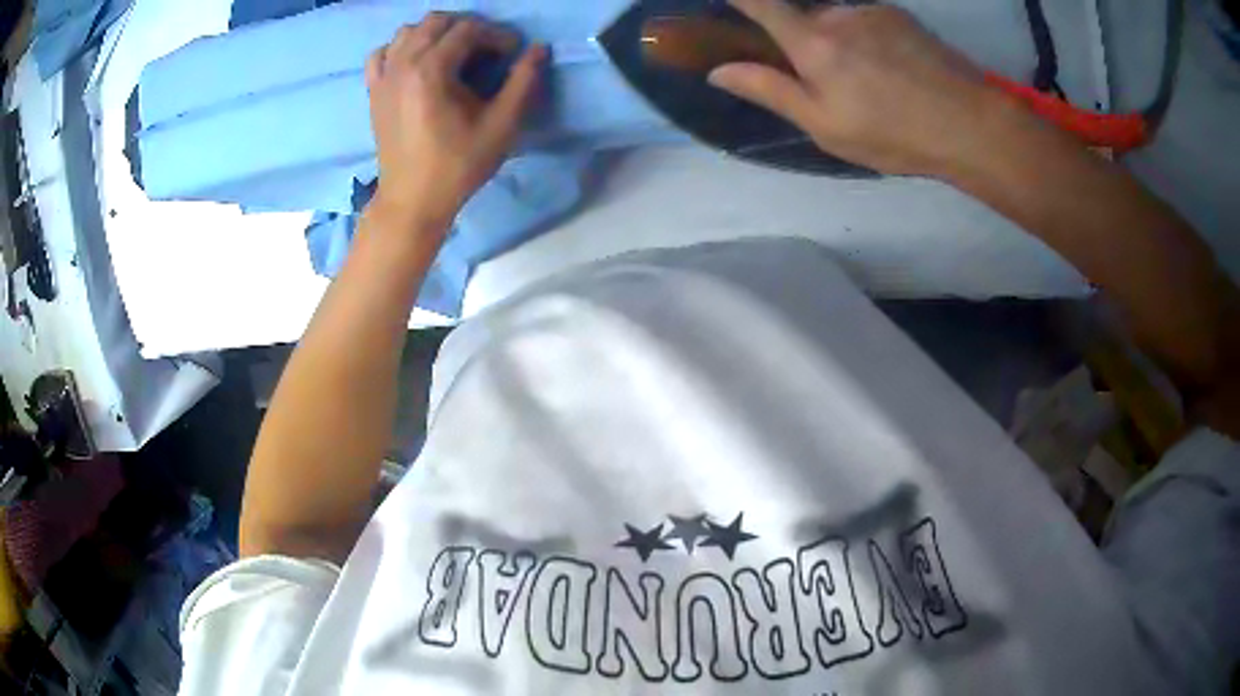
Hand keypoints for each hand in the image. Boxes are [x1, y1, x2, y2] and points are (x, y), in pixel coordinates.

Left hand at [365, 15, 545, 233]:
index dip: (497, 36)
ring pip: (408, 31)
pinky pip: (382, 53)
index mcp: (431, 69)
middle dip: (468, 28)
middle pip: (437, 22)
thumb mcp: (501, 124)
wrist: (412, 200)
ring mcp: (383, 76)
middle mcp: (403, 63)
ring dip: (436, 33)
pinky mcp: (374, 91)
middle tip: (488, 51)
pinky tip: (416, 62)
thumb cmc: (458, 165)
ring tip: (455, 54)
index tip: (513, 54)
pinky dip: (401, 48)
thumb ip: (523, 81)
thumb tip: (539, 48)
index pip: (468, 29)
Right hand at [709, 0, 999, 175]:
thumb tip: (718, 71)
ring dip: (842, 42)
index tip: (730, 1)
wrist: (971, 124)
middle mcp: (837, 14)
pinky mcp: (901, 15)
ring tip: (875, 84)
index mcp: (812, 43)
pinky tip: (896, 71)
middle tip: (833, 84)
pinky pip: (868, 20)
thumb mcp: (826, 127)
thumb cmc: (894, 134)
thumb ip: (771, 91)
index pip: (759, 3)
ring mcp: (872, 11)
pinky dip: (869, 39)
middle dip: (805, 41)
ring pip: (839, 20)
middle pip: (803, 17)